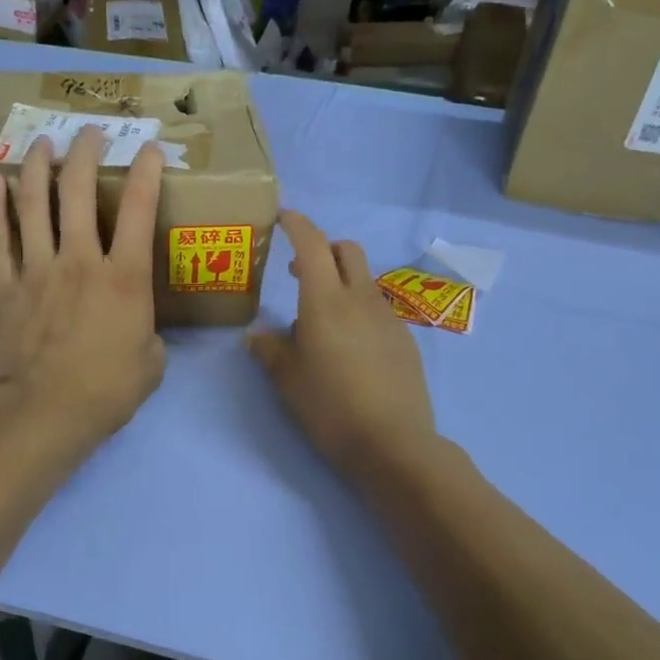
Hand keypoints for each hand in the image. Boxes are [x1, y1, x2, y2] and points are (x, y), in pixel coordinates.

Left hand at [0, 127, 167, 458]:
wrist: (44, 413)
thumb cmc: (106, 391)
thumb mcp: (152, 363)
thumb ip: (149, 334)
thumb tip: (140, 329)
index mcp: (125, 278)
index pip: (140, 210)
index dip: (147, 172)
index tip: (151, 149)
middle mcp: (81, 261)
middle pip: (79, 193)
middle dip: (85, 154)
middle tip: (88, 132)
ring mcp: (38, 270)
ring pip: (35, 205)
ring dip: (38, 167)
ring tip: (42, 142)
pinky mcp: (6, 288)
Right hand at [248, 211, 438, 478]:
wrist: (393, 443)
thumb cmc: (329, 407)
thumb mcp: (287, 380)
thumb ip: (269, 350)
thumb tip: (255, 335)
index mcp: (325, 301)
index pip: (312, 244)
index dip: (297, 224)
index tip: (283, 216)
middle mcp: (360, 299)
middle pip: (346, 250)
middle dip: (323, 249)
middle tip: (299, 274)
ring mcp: (387, 317)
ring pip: (363, 280)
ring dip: (340, 282)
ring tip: (320, 322)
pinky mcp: (404, 339)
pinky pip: (376, 309)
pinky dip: (358, 310)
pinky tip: (349, 348)